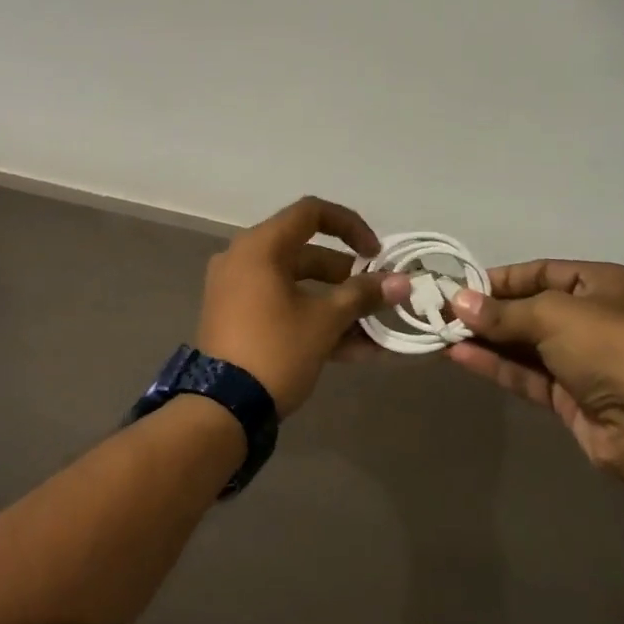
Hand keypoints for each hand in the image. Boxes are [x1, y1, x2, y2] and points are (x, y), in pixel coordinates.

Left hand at [196, 197, 407, 417]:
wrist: (220, 410)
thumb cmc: (275, 350)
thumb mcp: (325, 321)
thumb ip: (363, 296)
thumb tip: (402, 282)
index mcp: (260, 246)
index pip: (311, 212)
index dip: (350, 226)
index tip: (375, 254)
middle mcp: (243, 259)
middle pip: (305, 253)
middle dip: (347, 276)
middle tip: (377, 296)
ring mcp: (236, 290)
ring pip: (296, 285)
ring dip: (335, 304)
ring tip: (372, 330)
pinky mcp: (236, 319)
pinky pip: (281, 306)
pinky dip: (312, 319)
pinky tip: (351, 349)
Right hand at [445, 260, 623, 485]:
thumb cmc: (609, 347)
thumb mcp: (553, 315)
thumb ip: (503, 312)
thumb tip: (457, 302)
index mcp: (604, 285)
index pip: (544, 272)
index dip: (503, 278)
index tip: (463, 286)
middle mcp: (594, 318)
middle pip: (531, 308)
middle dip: (489, 311)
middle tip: (445, 310)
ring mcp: (582, 359)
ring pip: (525, 344)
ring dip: (486, 339)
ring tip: (442, 332)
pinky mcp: (570, 395)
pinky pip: (526, 373)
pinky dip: (495, 364)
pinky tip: (459, 355)